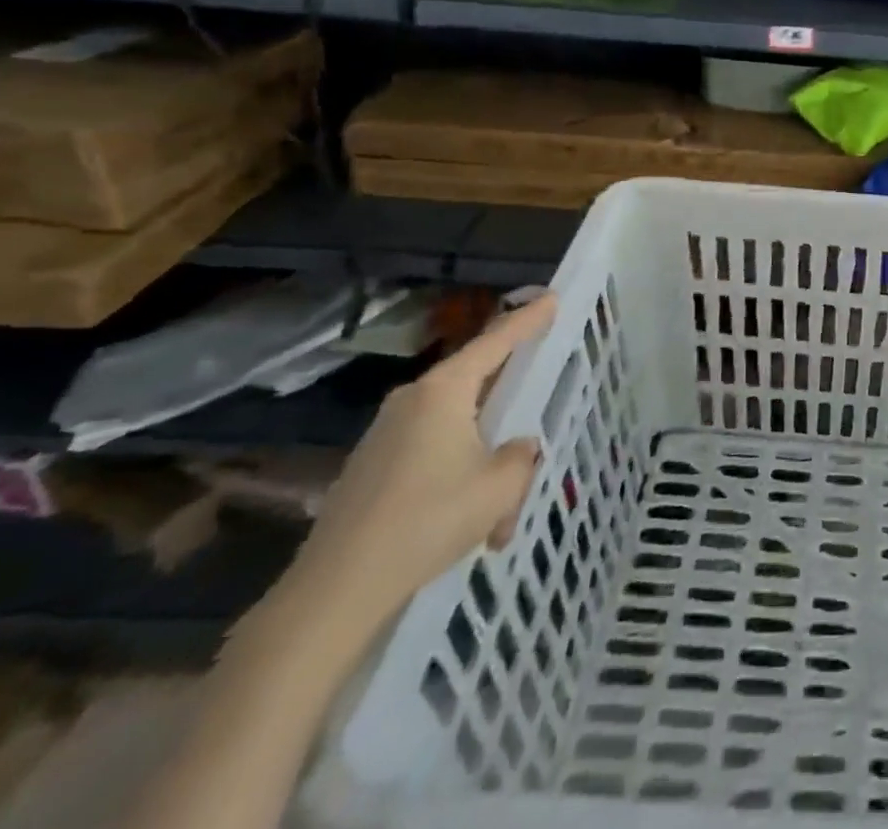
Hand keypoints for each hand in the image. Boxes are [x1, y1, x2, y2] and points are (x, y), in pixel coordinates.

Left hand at [285, 294, 555, 630]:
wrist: (335, 590)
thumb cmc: (428, 520)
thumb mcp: (499, 486)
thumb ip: (521, 456)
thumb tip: (517, 447)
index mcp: (444, 391)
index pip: (496, 341)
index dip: (528, 320)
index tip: (551, 298)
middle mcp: (412, 401)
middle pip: (475, 385)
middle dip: (509, 408)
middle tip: (536, 415)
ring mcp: (386, 434)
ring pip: (455, 428)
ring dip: (483, 459)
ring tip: (501, 511)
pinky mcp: (371, 468)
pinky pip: (430, 454)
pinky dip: (456, 478)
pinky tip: (468, 523)